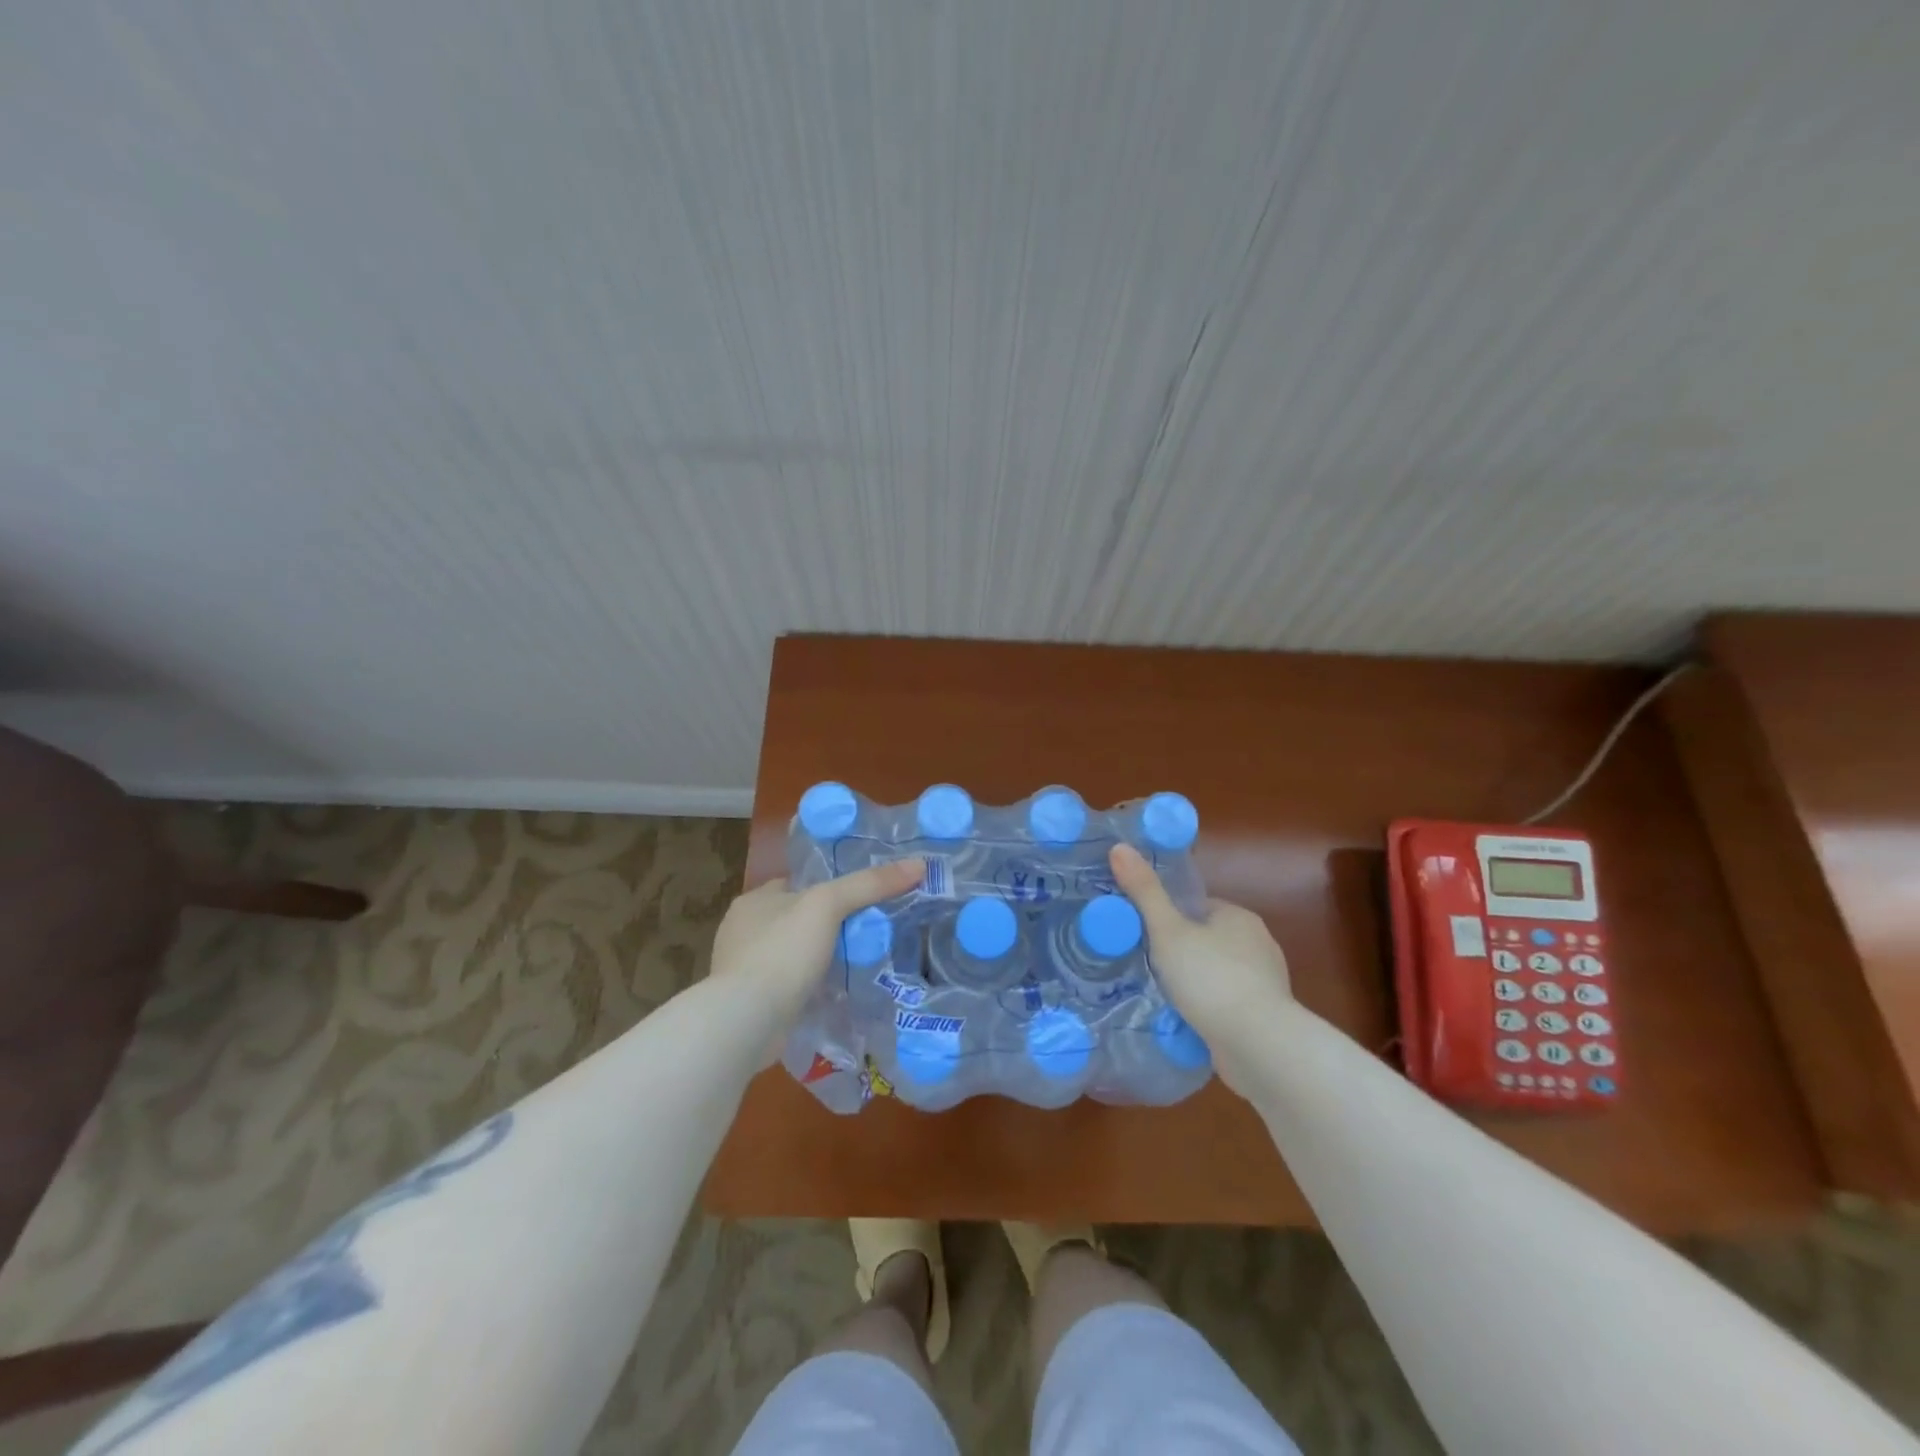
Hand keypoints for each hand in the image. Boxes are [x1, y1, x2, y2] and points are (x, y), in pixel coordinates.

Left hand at [710, 859, 924, 1028]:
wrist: (747, 1021)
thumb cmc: (783, 951)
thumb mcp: (829, 905)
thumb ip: (870, 883)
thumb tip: (918, 864)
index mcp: (753, 901)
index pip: (795, 885)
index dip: (825, 889)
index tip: (857, 899)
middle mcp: (741, 932)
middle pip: (794, 920)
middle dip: (823, 928)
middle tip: (863, 934)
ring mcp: (742, 971)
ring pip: (790, 956)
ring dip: (814, 961)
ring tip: (853, 964)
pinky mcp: (748, 1005)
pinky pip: (786, 987)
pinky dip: (805, 989)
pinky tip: (830, 994)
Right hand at [1108, 843, 1291, 1091]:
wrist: (1259, 1046)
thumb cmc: (1211, 978)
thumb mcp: (1168, 931)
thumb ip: (1144, 891)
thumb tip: (1119, 847)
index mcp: (1238, 916)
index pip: (1197, 907)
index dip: (1169, 917)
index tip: (1143, 934)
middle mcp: (1258, 943)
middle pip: (1207, 940)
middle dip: (1180, 953)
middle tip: (1145, 966)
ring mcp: (1265, 983)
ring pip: (1217, 974)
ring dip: (1194, 984)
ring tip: (1160, 997)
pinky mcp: (1264, 1017)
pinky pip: (1226, 1004)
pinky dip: (1207, 1009)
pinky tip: (1186, 1022)